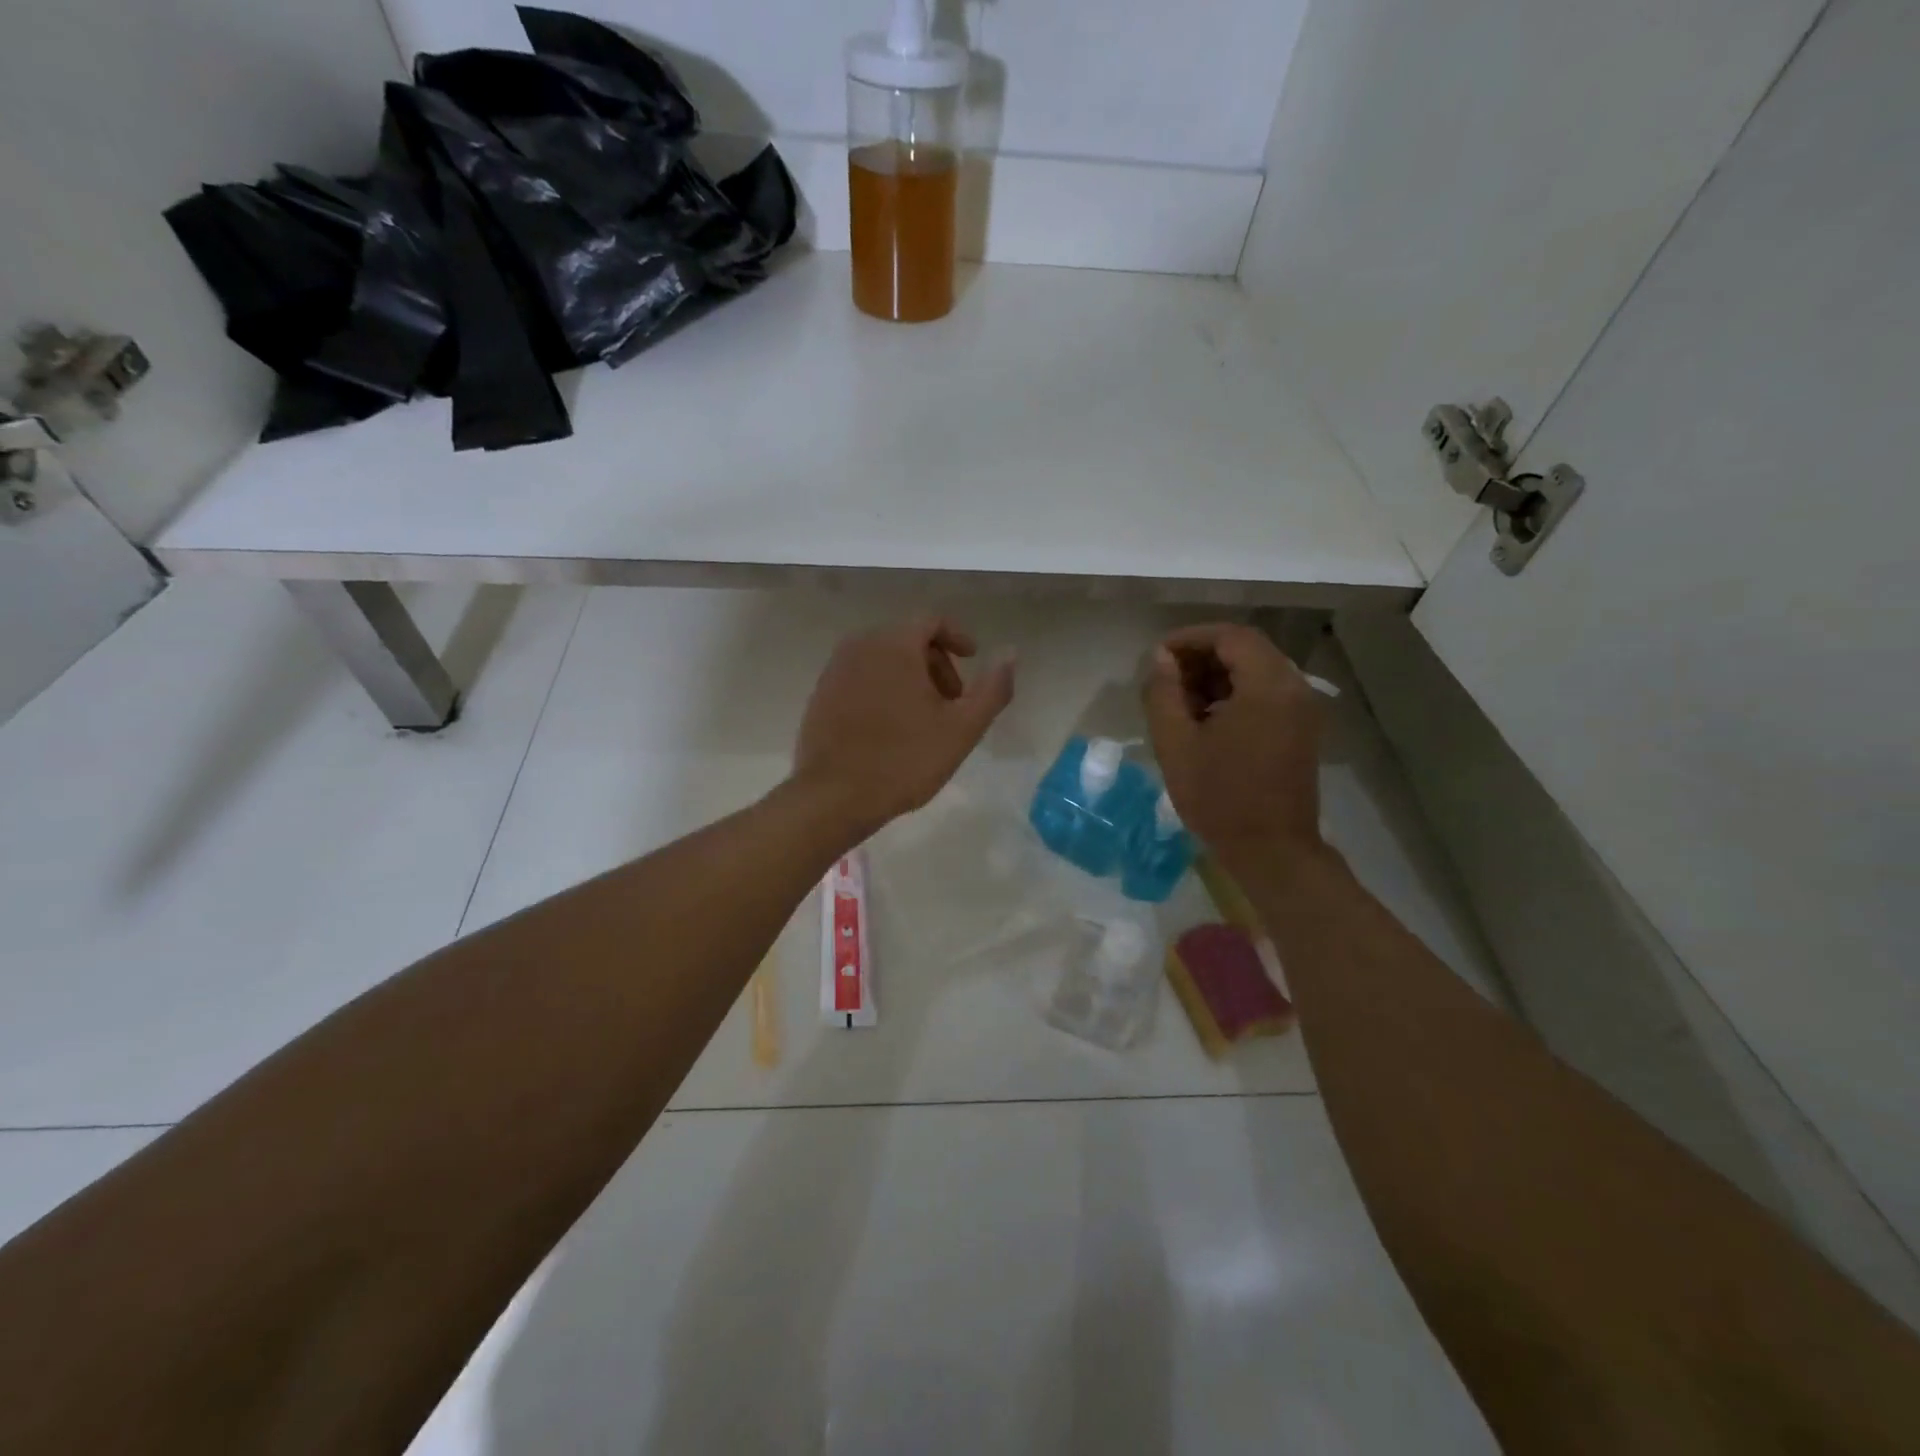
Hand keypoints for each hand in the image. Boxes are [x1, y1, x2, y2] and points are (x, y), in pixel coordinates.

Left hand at [793, 616, 1015, 838]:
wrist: (833, 797)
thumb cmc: (904, 760)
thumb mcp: (962, 728)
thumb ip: (992, 688)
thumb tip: (1010, 653)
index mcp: (894, 644)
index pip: (932, 621)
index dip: (958, 637)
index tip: (973, 660)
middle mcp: (860, 645)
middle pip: (907, 638)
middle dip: (936, 663)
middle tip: (952, 701)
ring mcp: (835, 669)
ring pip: (883, 658)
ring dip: (909, 677)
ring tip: (924, 718)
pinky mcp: (821, 694)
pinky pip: (861, 677)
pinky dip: (883, 688)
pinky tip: (891, 728)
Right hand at [1142, 622, 1324, 873]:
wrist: (1272, 850)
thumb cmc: (1219, 797)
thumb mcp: (1176, 743)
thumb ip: (1163, 692)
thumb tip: (1161, 658)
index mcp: (1267, 686)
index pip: (1230, 637)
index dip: (1190, 638)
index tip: (1158, 657)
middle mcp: (1294, 688)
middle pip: (1247, 650)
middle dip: (1202, 656)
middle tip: (1166, 679)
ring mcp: (1303, 709)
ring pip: (1257, 671)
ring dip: (1218, 676)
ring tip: (1181, 701)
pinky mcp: (1302, 729)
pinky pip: (1268, 693)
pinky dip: (1236, 694)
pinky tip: (1207, 719)